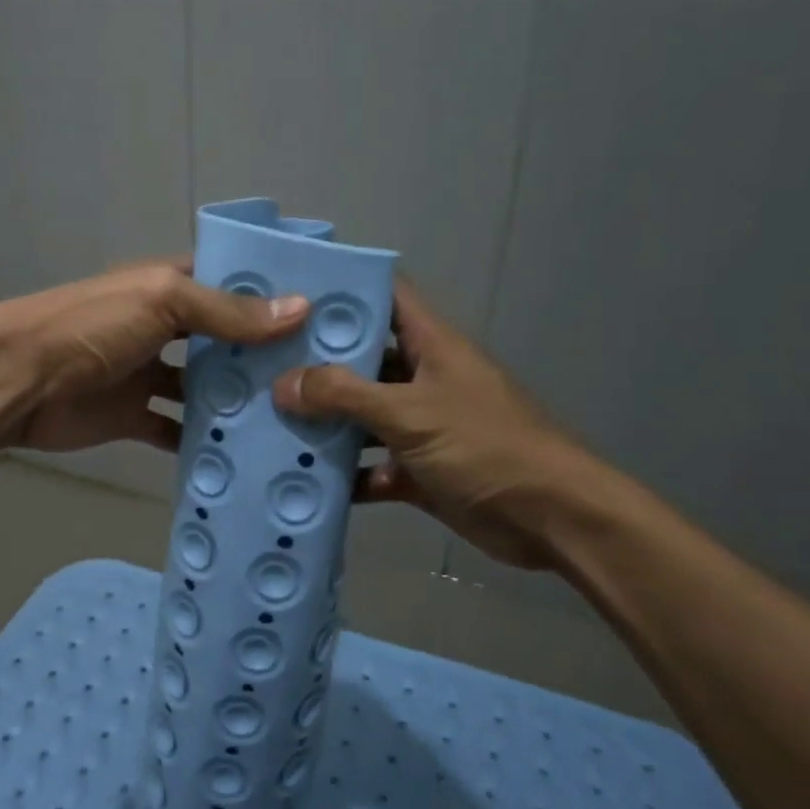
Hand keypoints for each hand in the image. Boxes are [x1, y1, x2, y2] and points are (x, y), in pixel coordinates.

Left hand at [0, 259, 307, 454]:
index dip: (267, 293)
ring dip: (236, 399)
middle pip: (219, 338)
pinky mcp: (133, 416)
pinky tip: (242, 453)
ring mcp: (147, 373)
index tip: (321, 311)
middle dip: (260, 352)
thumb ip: (226, 312)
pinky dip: (201, 439)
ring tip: (291, 415)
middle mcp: (161, 327)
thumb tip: (301, 310)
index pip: (226, 283)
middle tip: (318, 372)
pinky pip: (175, 428)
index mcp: (166, 287)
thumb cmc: (91, 327)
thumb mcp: (162, 303)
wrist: (19, 381)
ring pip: (202, 386)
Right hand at [272, 281, 589, 569]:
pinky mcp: (419, 471)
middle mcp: (424, 379)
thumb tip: (283, 384)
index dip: (344, 289)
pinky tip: (301, 479)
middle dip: (316, 364)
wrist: (551, 519)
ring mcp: (421, 427)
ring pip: (362, 417)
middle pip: (364, 360)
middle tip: (258, 364)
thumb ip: (345, 395)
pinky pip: (371, 466)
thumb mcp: (410, 413)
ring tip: (265, 420)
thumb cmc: (485, 446)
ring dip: (324, 423)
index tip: (290, 291)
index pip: (387, 297)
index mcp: (432, 345)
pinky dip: (344, 475)